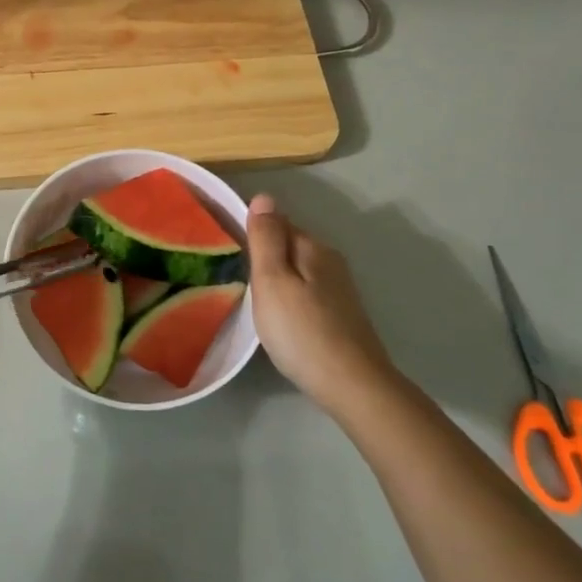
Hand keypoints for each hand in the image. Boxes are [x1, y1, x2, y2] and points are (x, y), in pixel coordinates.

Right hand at [246, 194, 395, 416]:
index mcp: (312, 247)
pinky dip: (291, 298)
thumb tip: (264, 196)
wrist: (352, 385)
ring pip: (298, 271)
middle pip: (289, 247)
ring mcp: (339, 290)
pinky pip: (307, 292)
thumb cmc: (301, 331)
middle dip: (265, 257)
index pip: (276, 223)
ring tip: (254, 301)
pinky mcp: (342, 315)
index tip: (228, 253)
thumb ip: (266, 238)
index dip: (252, 234)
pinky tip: (282, 320)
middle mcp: (330, 261)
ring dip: (278, 279)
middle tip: (237, 280)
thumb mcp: (272, 280)